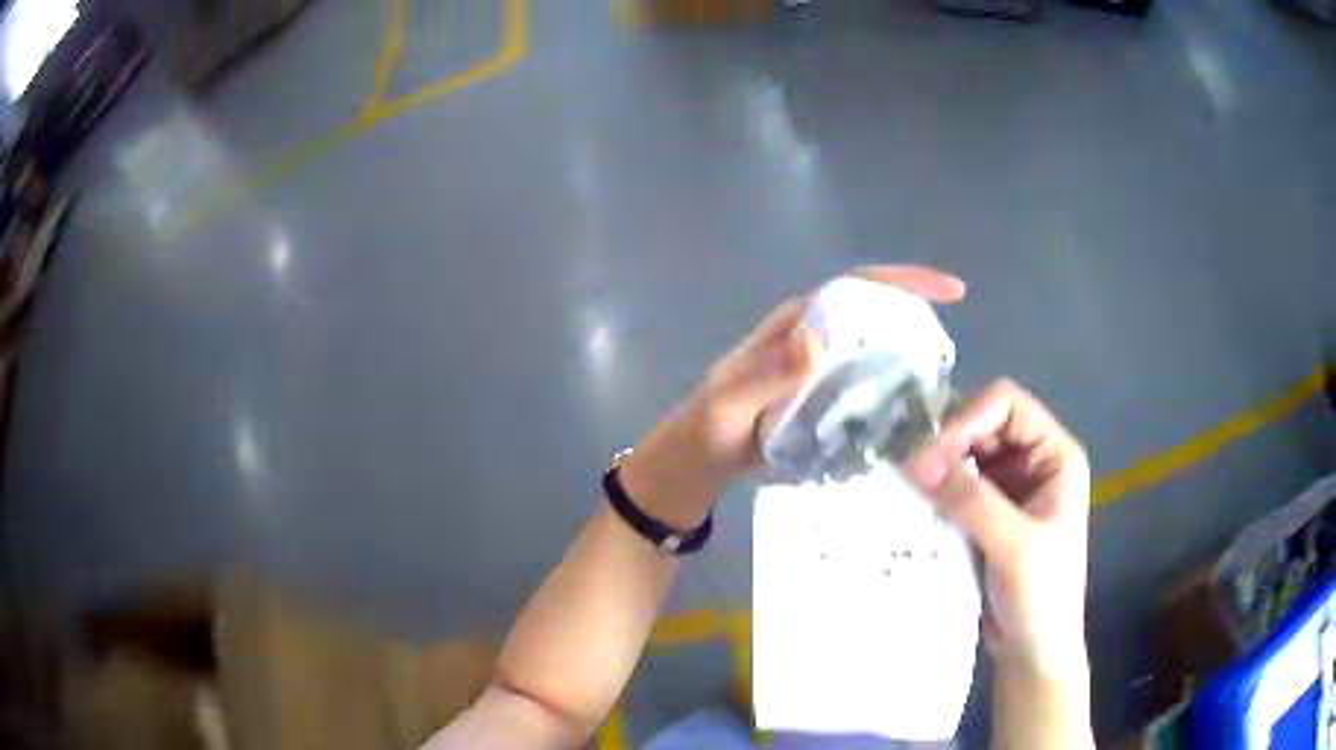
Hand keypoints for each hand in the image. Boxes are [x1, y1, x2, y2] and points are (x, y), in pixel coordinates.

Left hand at [620, 266, 965, 528]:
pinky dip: (891, 398)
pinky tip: (910, 419)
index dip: (904, 283)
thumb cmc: (707, 429)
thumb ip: (768, 375)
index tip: (952, 292)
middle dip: (917, 326)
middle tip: (948, 358)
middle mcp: (815, 340)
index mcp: (796, 326)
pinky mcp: (825, 400)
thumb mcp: (730, 404)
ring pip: (877, 354)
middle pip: (876, 318)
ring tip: (939, 390)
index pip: (857, 289)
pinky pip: (867, 390)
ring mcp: (822, 372)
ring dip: (909, 365)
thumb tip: (821, 340)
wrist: (696, 464)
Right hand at [905, 380, 1090, 674]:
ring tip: (900, 478)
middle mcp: (1031, 461)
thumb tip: (915, 457)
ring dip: (935, 463)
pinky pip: (954, 487)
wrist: (1034, 650)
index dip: (968, 417)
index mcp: (1054, 455)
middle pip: (983, 424)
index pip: (1007, 405)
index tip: (930, 451)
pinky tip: (909, 500)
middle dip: (946, 438)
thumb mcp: (1013, 544)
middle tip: (905, 462)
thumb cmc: (1041, 594)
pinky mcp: (984, 514)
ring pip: (964, 454)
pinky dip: (932, 489)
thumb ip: (970, 499)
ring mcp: (1007, 488)